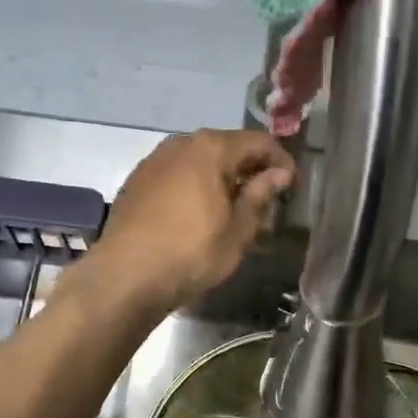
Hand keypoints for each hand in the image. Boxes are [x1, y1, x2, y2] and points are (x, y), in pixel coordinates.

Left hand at [84, 129, 293, 315]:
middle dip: (249, 168)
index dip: (281, 161)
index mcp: (210, 148)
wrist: (125, 275)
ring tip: (232, 208)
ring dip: (220, 177)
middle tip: (265, 198)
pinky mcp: (136, 181)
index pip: (258, 142)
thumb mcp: (238, 231)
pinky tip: (197, 213)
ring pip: (198, 160)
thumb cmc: (191, 253)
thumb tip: (279, 174)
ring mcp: (154, 160)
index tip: (292, 186)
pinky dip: (194, 185)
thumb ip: (261, 196)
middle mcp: (180, 143)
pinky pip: (176, 174)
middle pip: (226, 147)